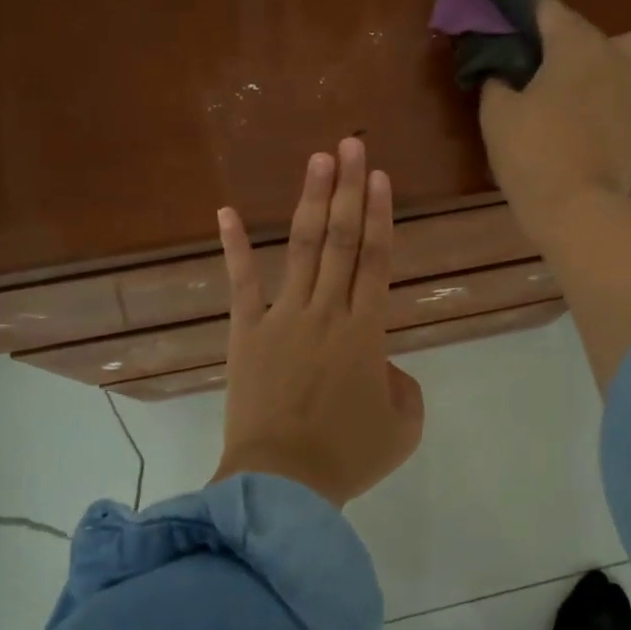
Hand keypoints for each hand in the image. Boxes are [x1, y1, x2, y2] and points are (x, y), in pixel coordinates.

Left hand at [211, 138, 425, 507]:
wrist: (282, 485)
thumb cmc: (347, 457)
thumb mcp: (403, 426)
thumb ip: (403, 386)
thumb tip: (383, 367)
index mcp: (367, 331)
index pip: (377, 259)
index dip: (381, 215)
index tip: (380, 176)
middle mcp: (328, 311)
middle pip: (342, 239)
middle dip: (350, 189)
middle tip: (352, 144)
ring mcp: (283, 318)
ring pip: (302, 248)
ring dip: (311, 201)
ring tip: (319, 160)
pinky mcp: (247, 333)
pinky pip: (241, 283)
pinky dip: (234, 246)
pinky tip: (227, 211)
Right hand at [479, 0, 630, 241]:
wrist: (580, 209)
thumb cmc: (532, 153)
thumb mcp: (496, 112)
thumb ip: (496, 77)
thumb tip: (500, 67)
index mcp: (575, 43)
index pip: (545, 5)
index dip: (520, 6)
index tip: (501, 14)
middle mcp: (613, 53)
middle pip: (581, 28)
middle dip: (554, 36)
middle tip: (525, 60)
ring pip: (616, 53)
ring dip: (591, 59)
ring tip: (563, 85)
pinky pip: (623, 88)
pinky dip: (604, 91)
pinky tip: (581, 114)